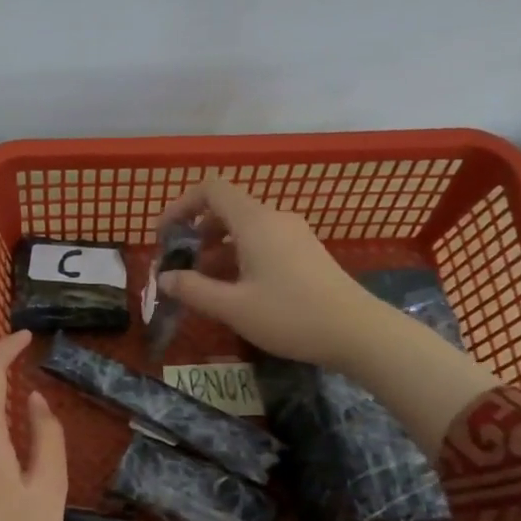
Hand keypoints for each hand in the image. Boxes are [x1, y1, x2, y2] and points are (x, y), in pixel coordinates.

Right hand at [161, 178, 501, 454]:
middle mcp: (274, 218)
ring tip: (203, 282)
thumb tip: (164, 278)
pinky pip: (263, 242)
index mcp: (255, 222)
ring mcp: (294, 234)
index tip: (165, 235)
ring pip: (245, 228)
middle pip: (227, 208)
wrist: (356, 332)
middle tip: (181, 263)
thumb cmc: (290, 315)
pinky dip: (240, 256)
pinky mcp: (306, 252)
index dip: (182, 205)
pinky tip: (236, 289)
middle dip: (197, 231)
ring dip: (218, 248)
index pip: (211, 189)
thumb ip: (193, 290)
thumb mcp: (232, 307)